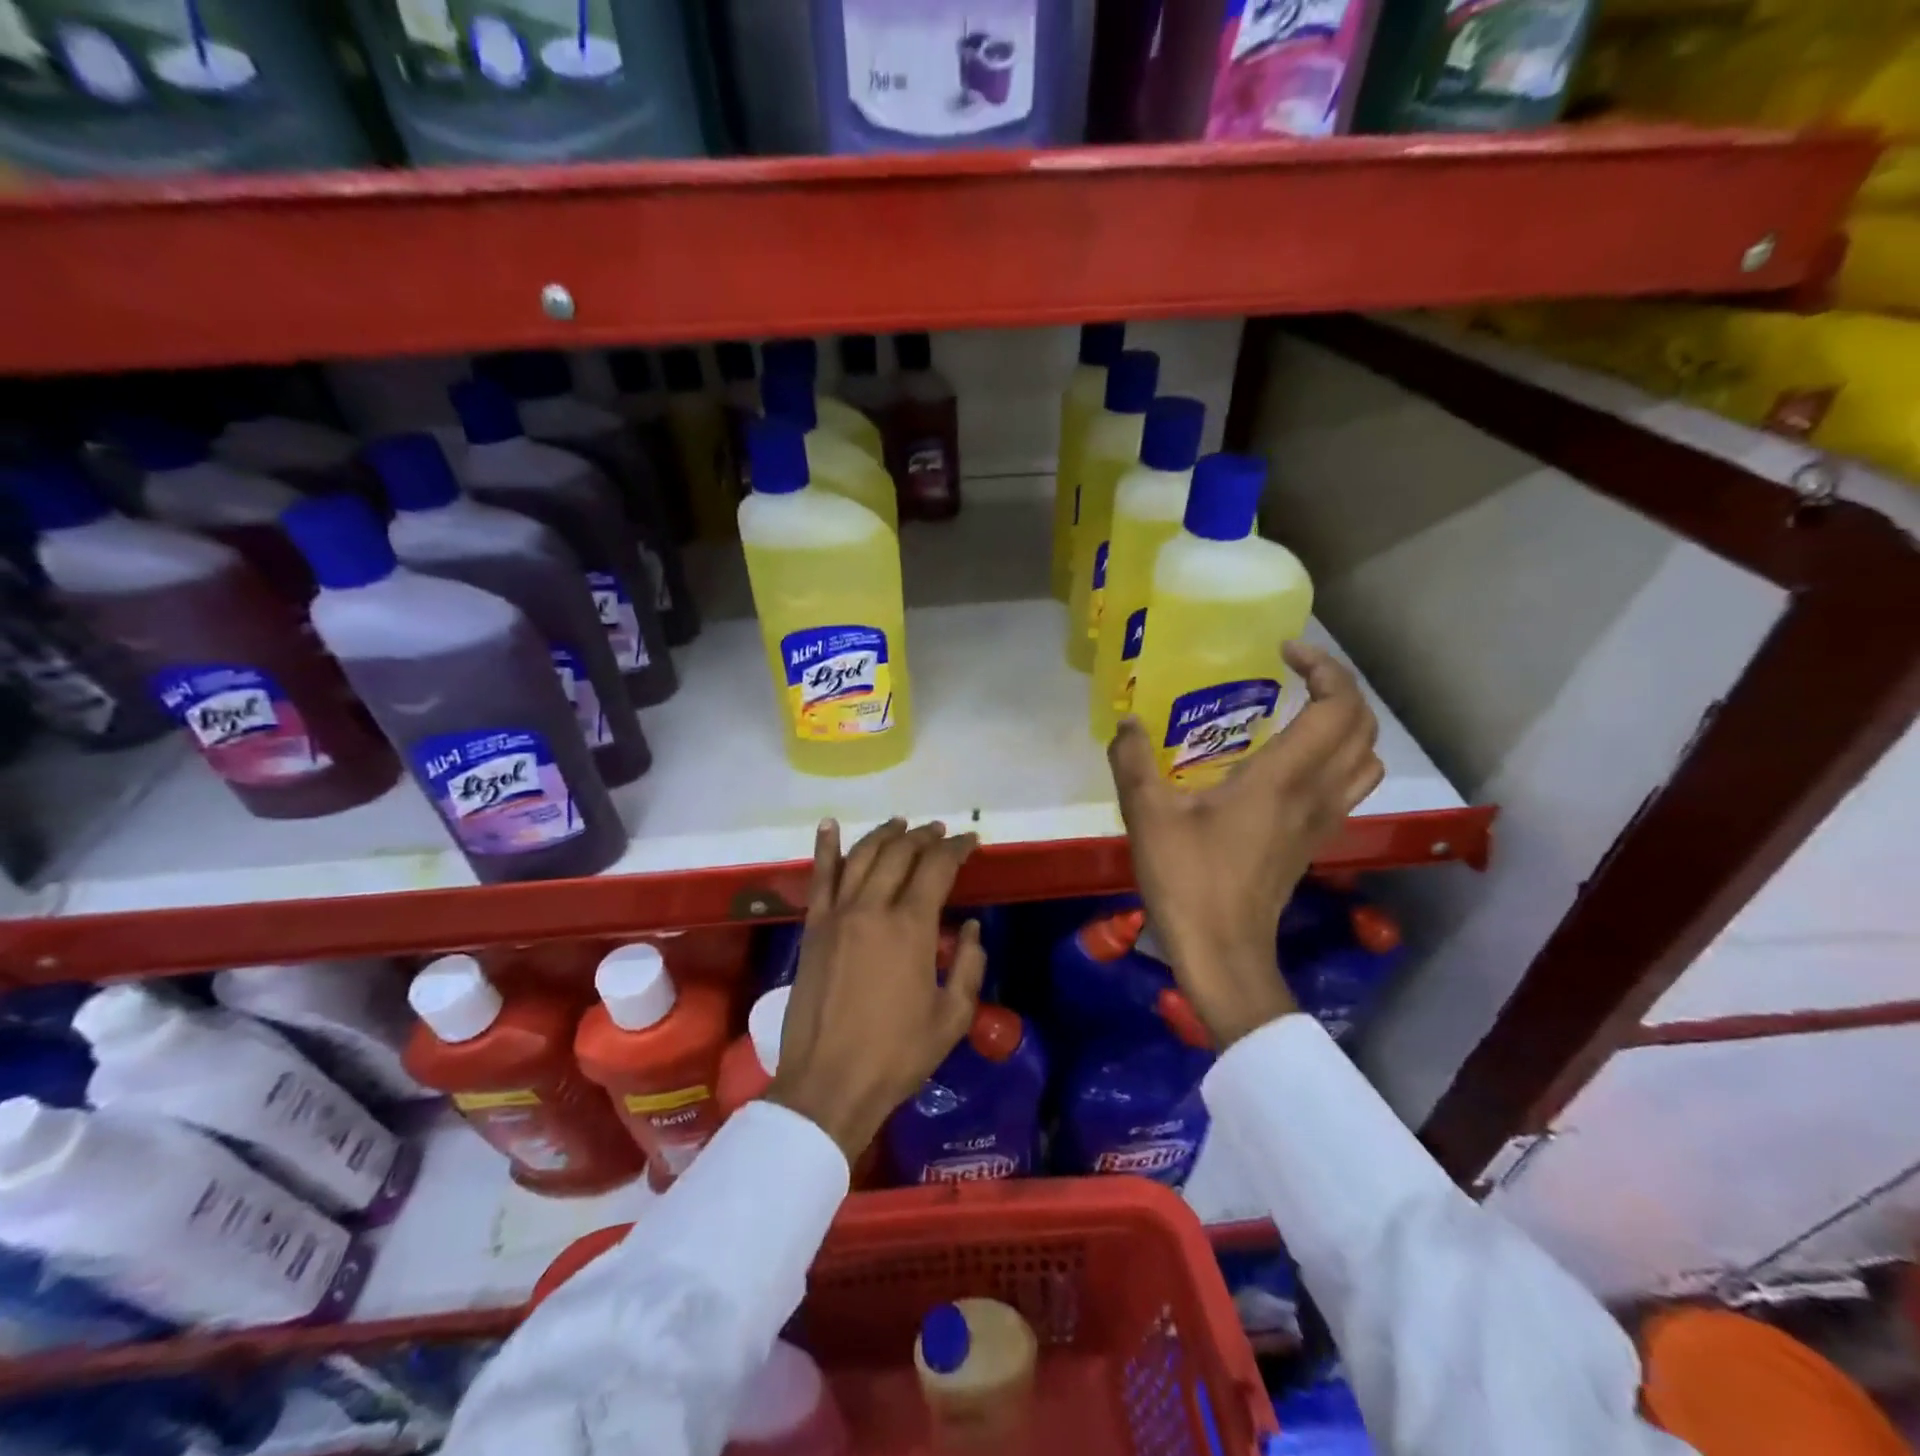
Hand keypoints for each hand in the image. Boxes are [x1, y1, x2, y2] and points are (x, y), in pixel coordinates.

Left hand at [768, 817, 985, 1159]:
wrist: (828, 1084)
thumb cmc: (897, 1055)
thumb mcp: (952, 1018)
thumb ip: (969, 967)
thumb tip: (972, 929)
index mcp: (911, 927)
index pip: (937, 867)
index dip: (956, 848)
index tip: (971, 841)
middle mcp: (872, 908)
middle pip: (899, 854)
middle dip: (923, 837)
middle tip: (938, 831)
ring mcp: (837, 915)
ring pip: (861, 856)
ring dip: (884, 835)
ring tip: (900, 824)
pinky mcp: (812, 929)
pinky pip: (819, 878)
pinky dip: (825, 848)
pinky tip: (830, 825)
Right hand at [1110, 642, 1383, 1047]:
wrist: (1223, 952)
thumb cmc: (1188, 881)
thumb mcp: (1148, 816)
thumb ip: (1134, 761)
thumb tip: (1126, 721)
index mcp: (1283, 778)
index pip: (1337, 707)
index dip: (1323, 668)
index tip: (1284, 652)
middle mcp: (1315, 793)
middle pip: (1362, 726)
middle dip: (1339, 687)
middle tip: (1295, 673)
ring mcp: (1322, 820)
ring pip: (1366, 758)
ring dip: (1346, 723)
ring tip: (1302, 711)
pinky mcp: (1313, 840)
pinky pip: (1348, 785)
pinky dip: (1337, 756)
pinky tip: (1291, 762)